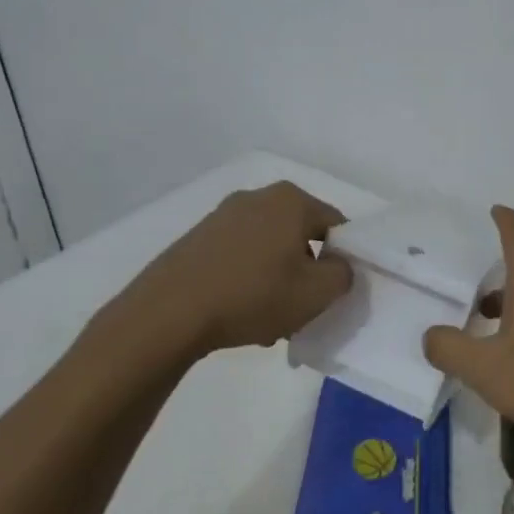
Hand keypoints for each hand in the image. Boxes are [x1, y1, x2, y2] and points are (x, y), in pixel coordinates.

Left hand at [85, 182, 352, 380]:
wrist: (169, 313)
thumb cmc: (253, 296)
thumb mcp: (317, 293)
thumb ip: (344, 274)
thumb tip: (338, 265)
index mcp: (292, 201)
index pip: (336, 225)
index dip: (343, 258)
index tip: (335, 290)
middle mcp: (258, 197)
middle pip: (301, 235)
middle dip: (307, 269)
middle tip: (304, 306)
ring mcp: (223, 215)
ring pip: (269, 248)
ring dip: (277, 277)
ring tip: (269, 317)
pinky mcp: (197, 237)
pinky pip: (239, 255)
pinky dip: (248, 278)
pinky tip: (240, 311)